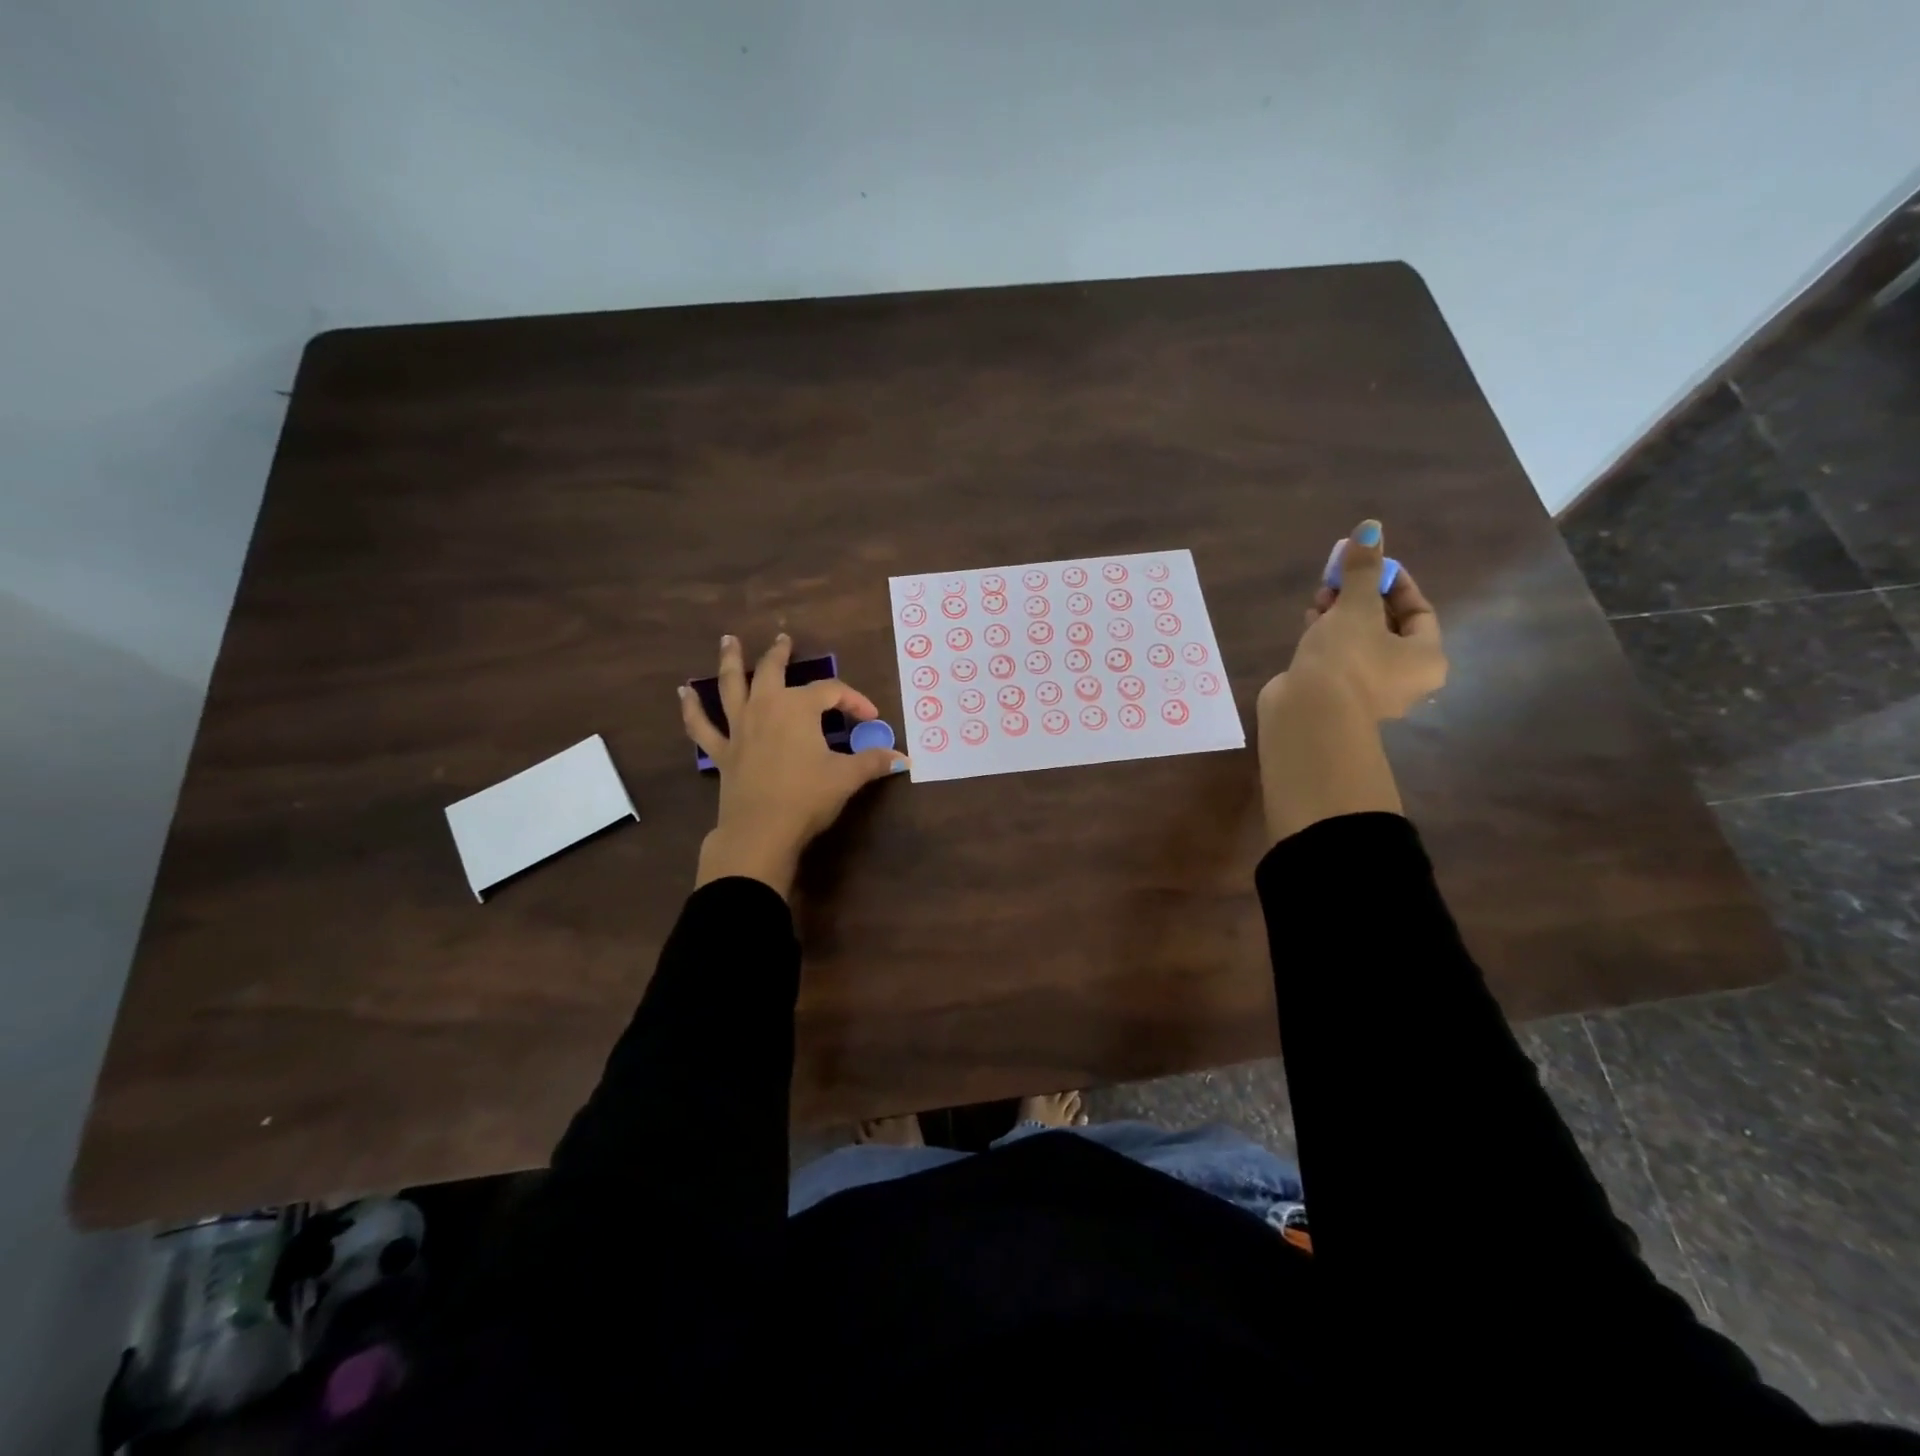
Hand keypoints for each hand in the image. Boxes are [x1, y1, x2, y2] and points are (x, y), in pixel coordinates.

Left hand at [679, 634, 906, 897]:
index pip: (831, 693)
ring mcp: (738, 728)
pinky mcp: (722, 752)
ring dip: (729, 662)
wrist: (761, 831)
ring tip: (728, 641)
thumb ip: (874, 762)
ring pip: (730, 686)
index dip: (854, 701)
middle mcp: (765, 708)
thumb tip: (903, 759)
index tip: (871, 718)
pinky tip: (683, 693)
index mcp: (798, 708)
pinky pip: (701, 726)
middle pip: (772, 671)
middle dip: (780, 654)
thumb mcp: (847, 777)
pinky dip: (692, 709)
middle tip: (783, 639)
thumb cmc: (807, 797)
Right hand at [1263, 519, 1446, 722]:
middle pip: (1387, 627)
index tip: (1368, 564)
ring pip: (1359, 643)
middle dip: (1361, 598)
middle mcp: (1404, 679)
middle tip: (1338, 579)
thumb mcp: (1356, 607)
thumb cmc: (1346, 659)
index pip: (1419, 611)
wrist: (1308, 716)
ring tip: (1318, 598)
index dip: (1394, 583)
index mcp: (1426, 658)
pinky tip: (1308, 622)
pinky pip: (1337, 660)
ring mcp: (1367, 692)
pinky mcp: (1336, 698)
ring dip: (1340, 616)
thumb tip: (1370, 527)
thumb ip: (1362, 570)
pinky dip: (1326, 639)